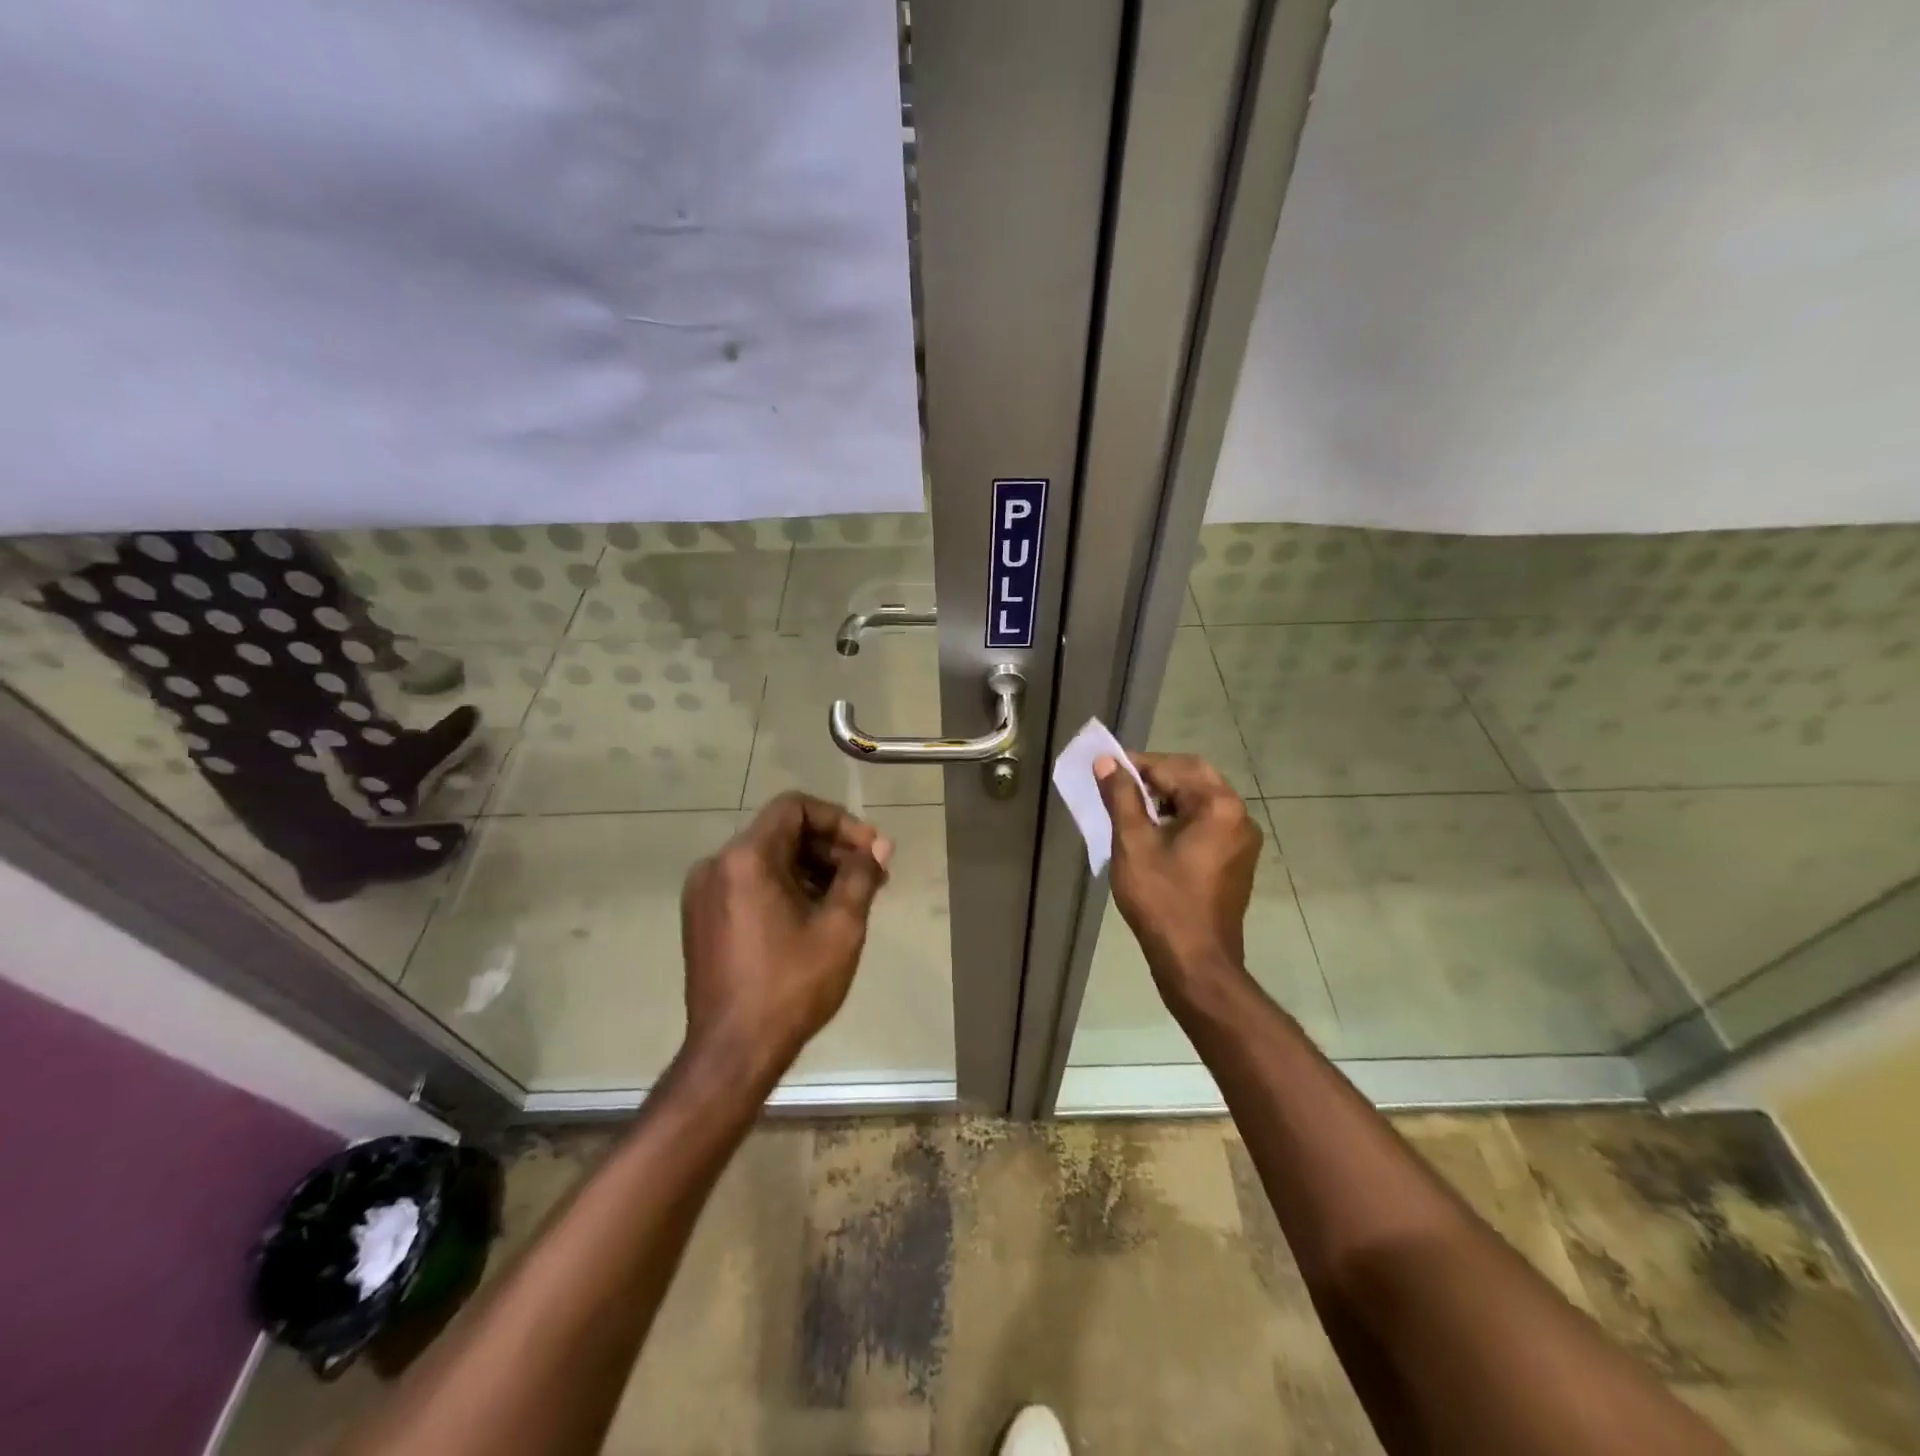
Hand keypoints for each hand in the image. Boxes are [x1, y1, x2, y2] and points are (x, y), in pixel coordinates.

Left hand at [680, 792, 890, 1085]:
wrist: (732, 1053)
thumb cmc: (790, 985)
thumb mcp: (840, 926)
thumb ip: (861, 875)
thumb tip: (879, 845)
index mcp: (746, 858)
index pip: (796, 808)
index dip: (839, 821)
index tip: (869, 850)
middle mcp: (716, 865)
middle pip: (782, 833)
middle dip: (830, 848)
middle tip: (870, 876)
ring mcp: (703, 893)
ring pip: (767, 859)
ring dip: (811, 869)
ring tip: (848, 899)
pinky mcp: (702, 919)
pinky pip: (750, 883)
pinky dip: (785, 888)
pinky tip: (814, 917)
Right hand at [1096, 753, 1260, 1001]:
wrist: (1196, 961)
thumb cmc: (1162, 900)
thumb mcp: (1133, 844)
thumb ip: (1121, 797)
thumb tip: (1107, 762)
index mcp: (1219, 806)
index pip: (1173, 768)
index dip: (1137, 764)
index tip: (1107, 767)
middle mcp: (1240, 816)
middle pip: (1194, 777)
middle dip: (1156, 776)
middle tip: (1120, 783)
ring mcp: (1242, 840)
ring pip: (1202, 800)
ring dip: (1169, 796)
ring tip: (1132, 807)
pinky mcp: (1237, 860)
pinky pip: (1209, 823)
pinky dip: (1182, 817)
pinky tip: (1156, 832)